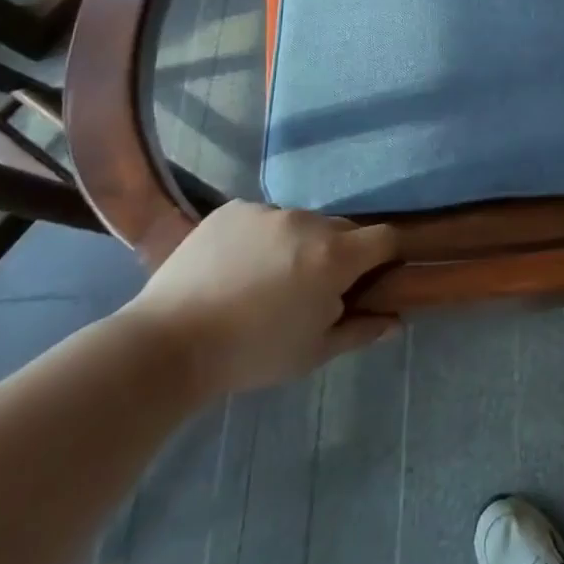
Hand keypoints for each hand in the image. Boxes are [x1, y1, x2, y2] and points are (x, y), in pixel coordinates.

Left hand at [120, 201, 398, 397]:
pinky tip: (236, 268)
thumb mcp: (313, 352)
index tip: (374, 277)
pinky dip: (262, 238)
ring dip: (299, 244)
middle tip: (313, 288)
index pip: (385, 237)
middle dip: (339, 253)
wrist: (167, 345)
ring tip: (266, 279)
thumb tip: (396, 321)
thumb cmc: (251, 354)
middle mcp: (308, 222)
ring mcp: (268, 211)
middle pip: (342, 229)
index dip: (386, 255)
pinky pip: (263, 219)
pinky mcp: (233, 209)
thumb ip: (361, 330)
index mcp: (335, 256)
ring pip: (302, 223)